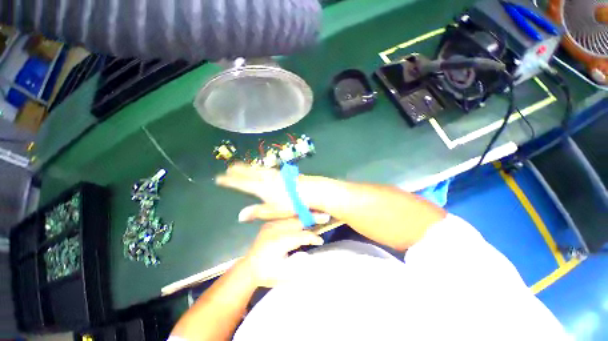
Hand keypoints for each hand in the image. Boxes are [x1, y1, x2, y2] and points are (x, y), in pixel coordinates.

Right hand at [216, 163, 330, 222]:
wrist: (313, 191)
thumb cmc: (294, 203)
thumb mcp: (275, 211)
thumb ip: (258, 212)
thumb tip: (240, 216)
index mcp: (262, 188)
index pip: (242, 183)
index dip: (230, 181)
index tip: (219, 178)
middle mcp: (267, 178)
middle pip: (250, 173)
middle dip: (239, 170)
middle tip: (229, 168)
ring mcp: (276, 175)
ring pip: (259, 170)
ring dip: (249, 168)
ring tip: (242, 167)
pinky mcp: (284, 174)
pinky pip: (267, 170)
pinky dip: (260, 169)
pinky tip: (262, 170)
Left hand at [242, 219, 323, 286]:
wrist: (248, 268)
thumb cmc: (267, 274)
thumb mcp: (284, 275)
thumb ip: (300, 265)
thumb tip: (313, 257)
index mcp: (279, 243)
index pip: (301, 236)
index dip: (312, 237)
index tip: (320, 241)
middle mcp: (275, 230)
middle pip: (297, 222)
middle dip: (310, 221)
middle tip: (322, 221)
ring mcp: (270, 225)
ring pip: (291, 218)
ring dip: (303, 220)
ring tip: (313, 220)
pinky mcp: (269, 224)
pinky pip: (285, 219)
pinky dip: (294, 220)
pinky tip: (300, 222)